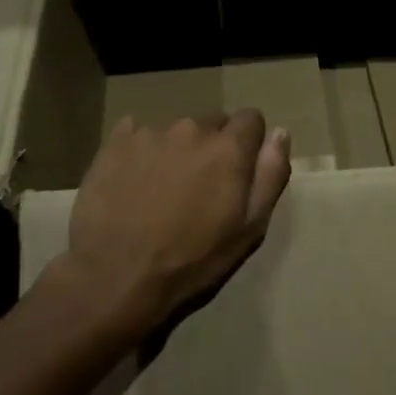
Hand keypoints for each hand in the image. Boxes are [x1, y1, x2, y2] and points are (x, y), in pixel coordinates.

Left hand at [65, 111, 291, 338]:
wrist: (115, 276)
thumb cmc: (191, 259)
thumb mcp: (249, 228)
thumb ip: (270, 175)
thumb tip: (280, 134)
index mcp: (228, 148)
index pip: (251, 118)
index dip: (248, 143)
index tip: (237, 172)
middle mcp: (191, 129)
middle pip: (211, 123)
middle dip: (211, 147)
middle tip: (198, 188)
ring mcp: (149, 132)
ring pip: (174, 130)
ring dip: (176, 150)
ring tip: (161, 189)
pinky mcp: (114, 143)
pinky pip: (136, 133)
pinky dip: (140, 151)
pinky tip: (133, 182)